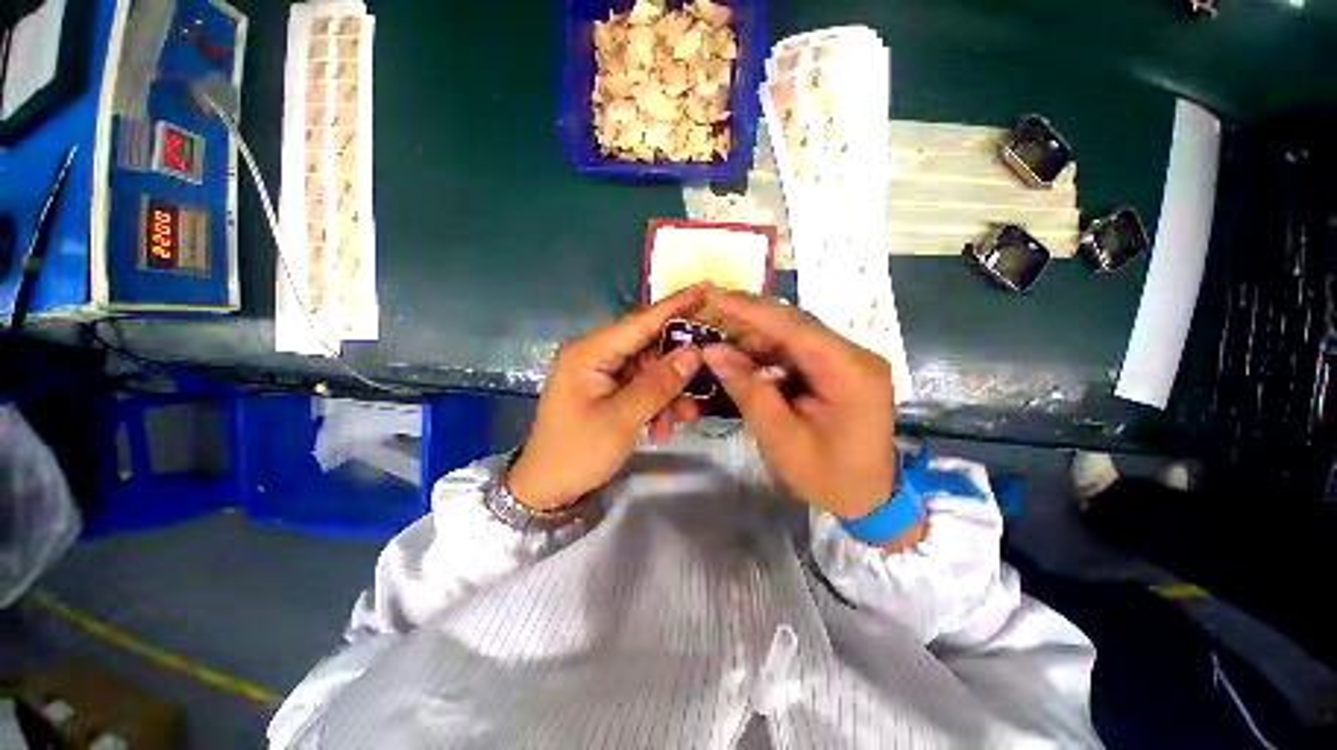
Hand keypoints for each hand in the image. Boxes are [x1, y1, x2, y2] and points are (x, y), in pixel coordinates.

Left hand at [507, 285, 709, 510]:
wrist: (549, 489)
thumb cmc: (577, 452)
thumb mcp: (622, 419)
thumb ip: (659, 385)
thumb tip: (694, 353)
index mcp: (590, 352)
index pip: (639, 321)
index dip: (675, 306)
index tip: (707, 289)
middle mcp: (598, 355)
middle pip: (650, 347)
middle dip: (678, 366)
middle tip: (708, 373)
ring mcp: (605, 374)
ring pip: (651, 371)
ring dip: (670, 393)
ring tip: (682, 418)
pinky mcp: (611, 391)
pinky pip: (644, 388)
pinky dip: (659, 405)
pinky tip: (663, 427)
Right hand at [702, 291, 897, 520]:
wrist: (869, 499)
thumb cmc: (828, 477)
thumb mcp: (781, 439)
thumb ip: (748, 390)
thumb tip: (713, 351)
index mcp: (851, 373)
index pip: (796, 327)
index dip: (752, 310)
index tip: (714, 297)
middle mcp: (856, 356)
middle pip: (797, 325)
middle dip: (751, 320)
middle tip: (711, 315)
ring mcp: (850, 361)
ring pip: (796, 335)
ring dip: (758, 338)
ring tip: (724, 345)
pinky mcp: (841, 369)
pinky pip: (800, 351)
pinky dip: (770, 353)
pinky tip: (747, 360)